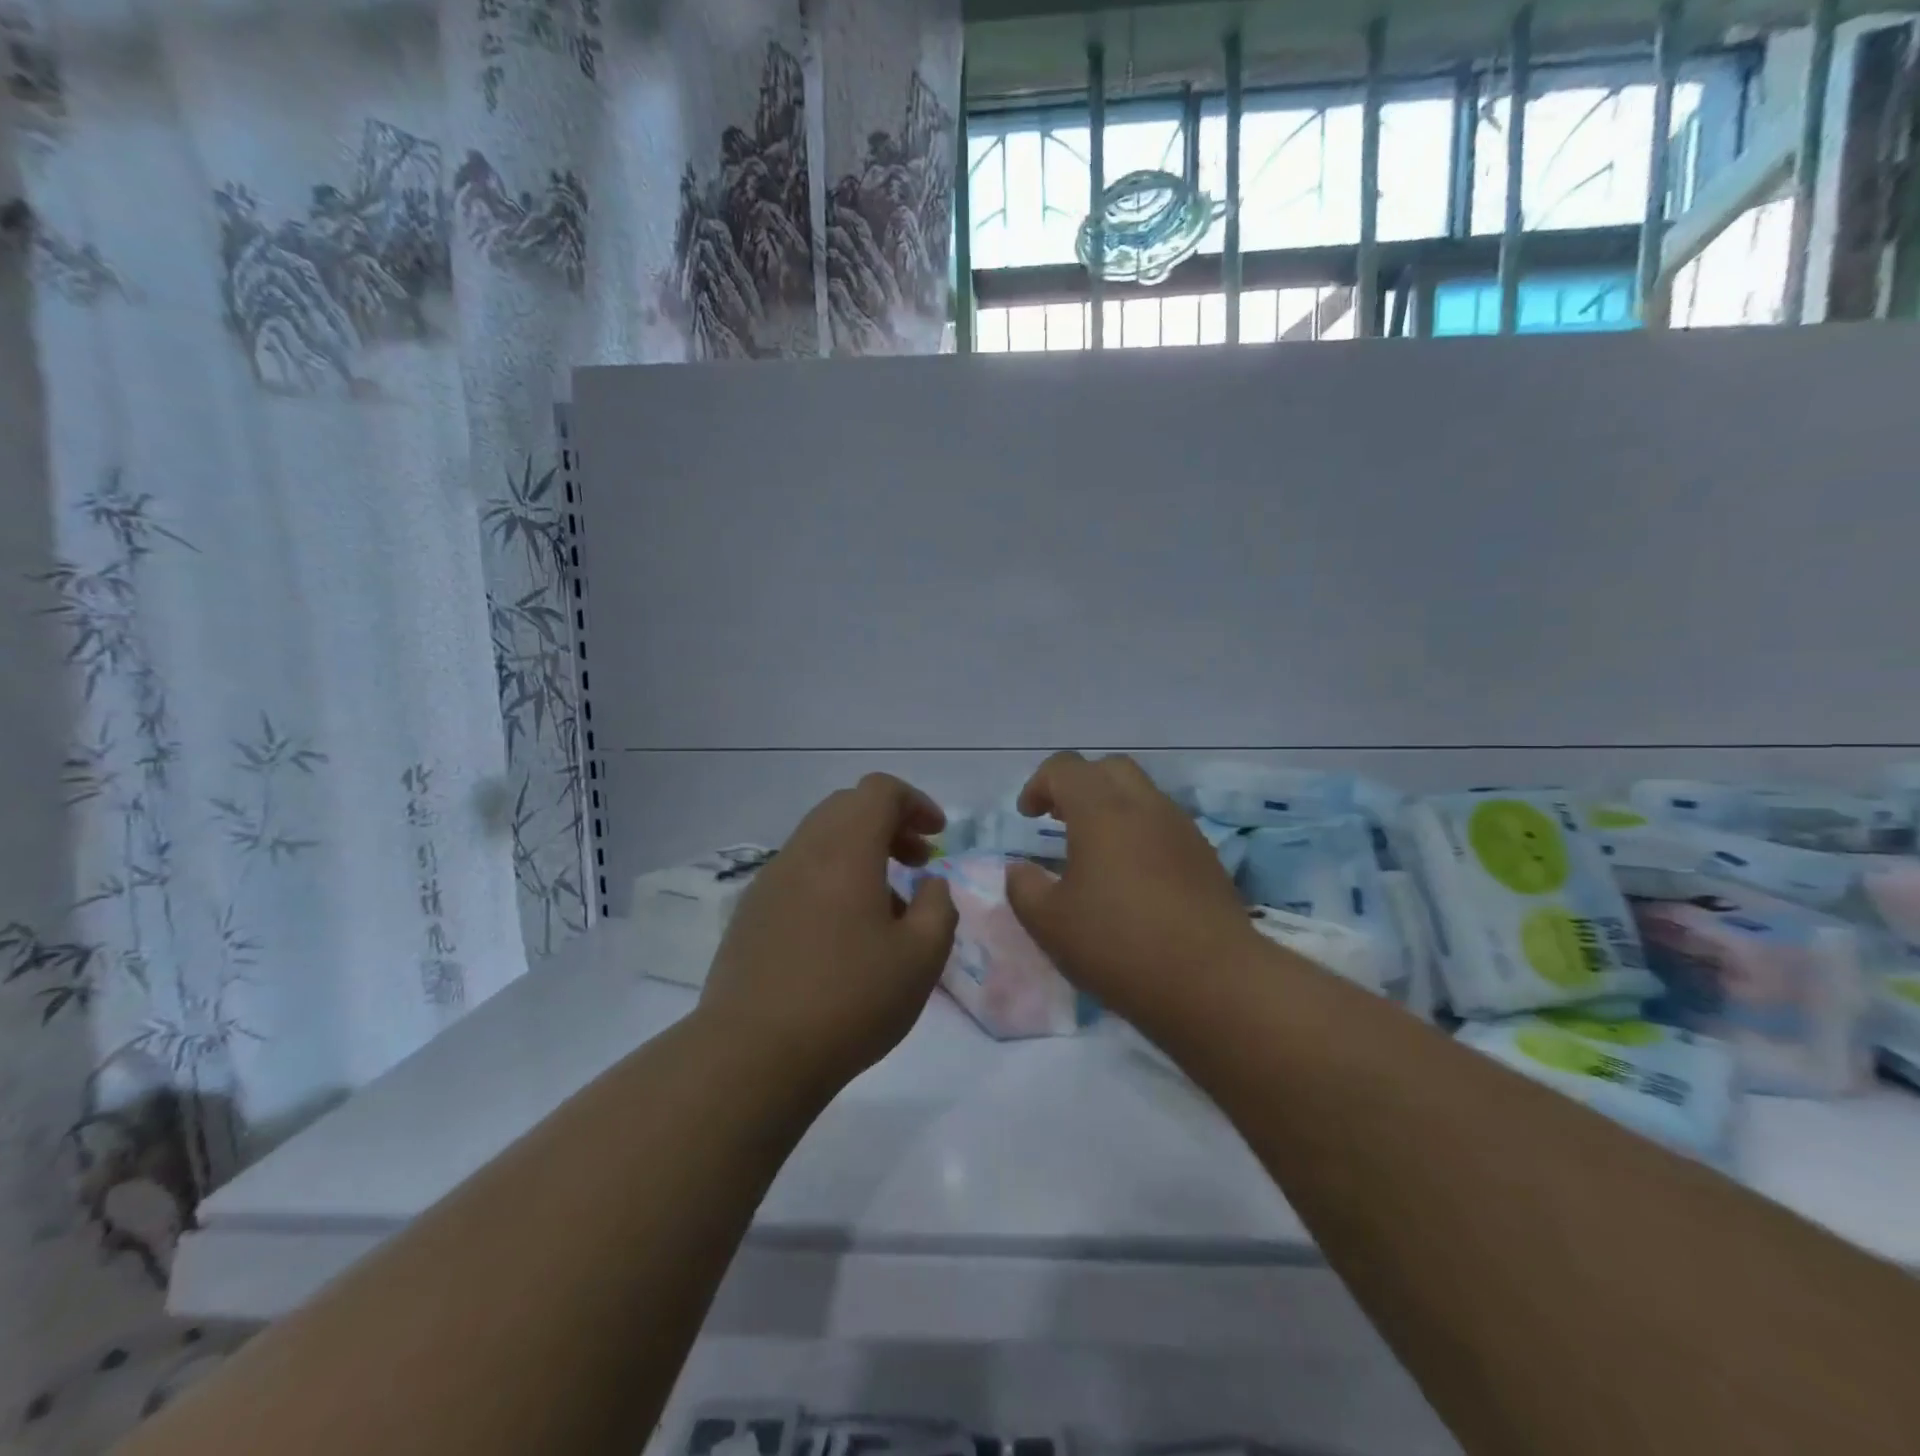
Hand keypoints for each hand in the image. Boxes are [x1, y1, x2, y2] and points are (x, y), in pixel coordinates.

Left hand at [697, 773, 958, 1096]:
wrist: (753, 1055)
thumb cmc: (849, 1000)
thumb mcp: (921, 957)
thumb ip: (938, 907)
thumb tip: (930, 884)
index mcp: (845, 849)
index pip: (879, 791)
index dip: (915, 803)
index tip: (937, 837)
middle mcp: (803, 851)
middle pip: (847, 807)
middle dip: (889, 825)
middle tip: (917, 863)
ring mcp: (770, 881)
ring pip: (821, 840)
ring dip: (860, 852)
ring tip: (887, 905)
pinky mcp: (750, 913)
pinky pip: (799, 872)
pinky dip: (831, 877)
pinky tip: (843, 932)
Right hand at [1004, 752, 1255, 1024]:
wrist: (1214, 982)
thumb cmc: (1120, 946)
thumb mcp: (1050, 924)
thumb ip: (1023, 888)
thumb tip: (1020, 869)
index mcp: (1101, 810)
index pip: (1065, 767)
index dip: (1038, 784)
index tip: (1027, 817)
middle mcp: (1145, 806)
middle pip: (1108, 768)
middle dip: (1079, 785)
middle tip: (1060, 820)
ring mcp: (1181, 829)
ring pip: (1141, 794)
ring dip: (1111, 808)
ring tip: (1094, 852)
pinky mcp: (1205, 856)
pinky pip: (1164, 824)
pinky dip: (1139, 833)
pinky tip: (1131, 878)